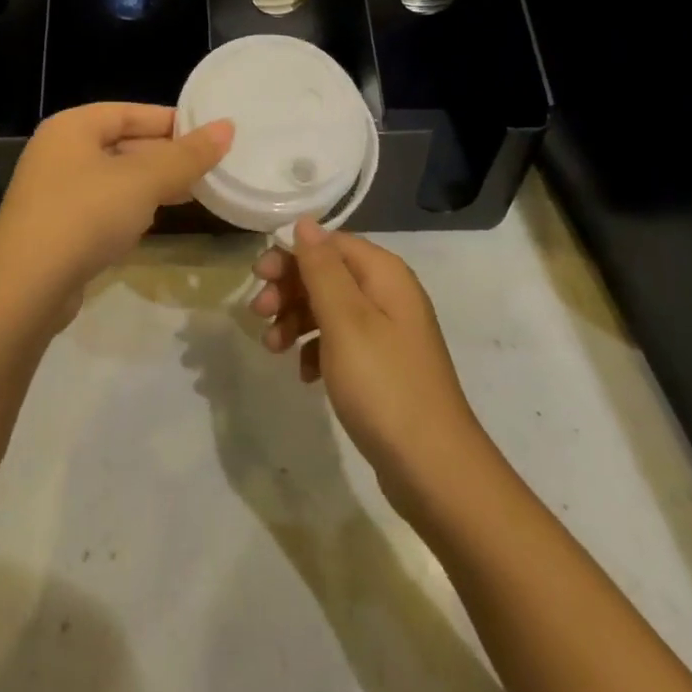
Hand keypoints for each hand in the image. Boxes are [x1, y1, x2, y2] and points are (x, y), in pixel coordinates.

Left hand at [0, 102, 232, 310]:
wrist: (24, 289)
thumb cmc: (85, 215)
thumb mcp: (143, 181)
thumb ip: (186, 155)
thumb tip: (227, 127)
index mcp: (73, 127)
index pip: (130, 112)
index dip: (172, 121)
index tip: (211, 133)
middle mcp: (60, 152)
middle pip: (123, 143)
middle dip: (165, 155)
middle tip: (211, 165)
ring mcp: (55, 192)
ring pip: (115, 178)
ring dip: (152, 184)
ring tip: (195, 190)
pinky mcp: (57, 229)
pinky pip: (104, 207)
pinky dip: (132, 209)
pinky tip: (156, 220)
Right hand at [250, 219, 487, 514]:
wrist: (434, 469)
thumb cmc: (383, 385)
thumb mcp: (345, 320)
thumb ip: (321, 268)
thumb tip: (306, 221)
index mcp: (384, 274)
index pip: (329, 243)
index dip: (291, 255)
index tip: (258, 276)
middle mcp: (389, 294)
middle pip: (327, 273)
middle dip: (289, 289)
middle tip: (258, 313)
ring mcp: (388, 332)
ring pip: (330, 308)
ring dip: (296, 320)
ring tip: (273, 348)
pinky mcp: (383, 366)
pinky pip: (340, 342)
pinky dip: (316, 350)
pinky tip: (303, 374)